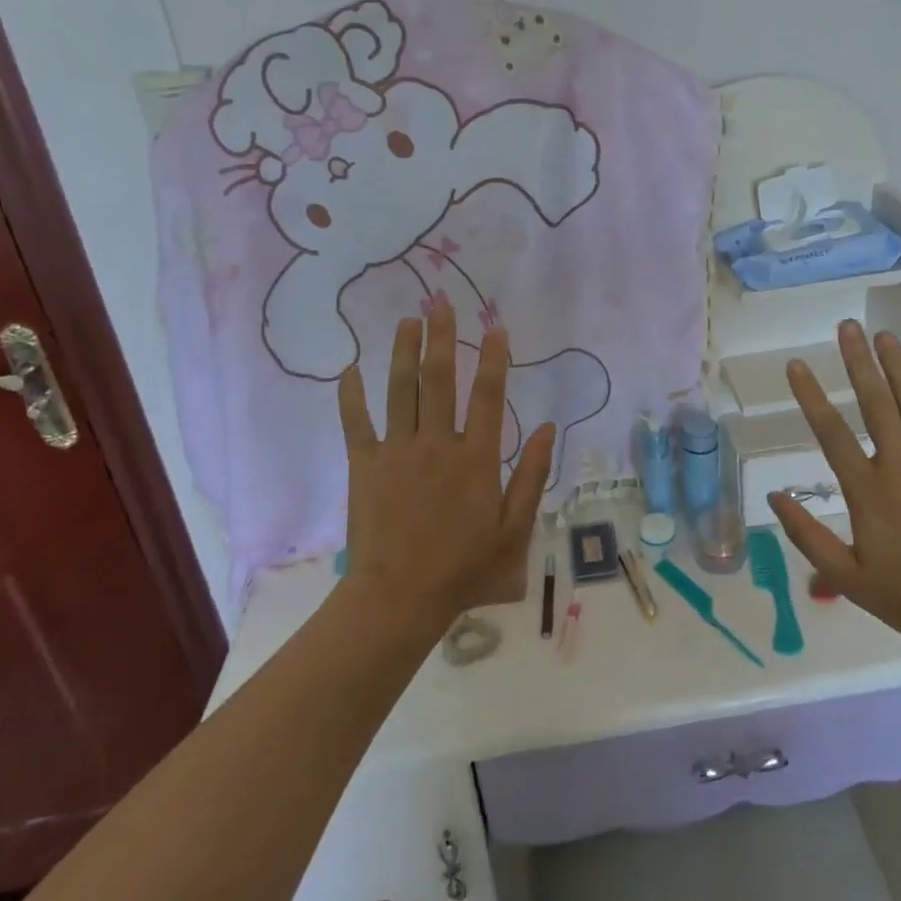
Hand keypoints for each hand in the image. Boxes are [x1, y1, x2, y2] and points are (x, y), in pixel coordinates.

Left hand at [338, 298, 554, 630]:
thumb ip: (533, 475)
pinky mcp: (365, 465)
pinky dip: (352, 395)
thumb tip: (550, 428)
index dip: (494, 358)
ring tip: (408, 320)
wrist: (399, 598)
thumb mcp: (514, 529)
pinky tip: (350, 368)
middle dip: (442, 337)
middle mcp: (437, 443)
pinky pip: (357, 422)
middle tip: (441, 302)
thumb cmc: (464, 567)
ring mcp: (397, 451)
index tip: (496, 327)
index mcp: (476, 458)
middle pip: (440, 380)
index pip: (489, 395)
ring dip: (403, 352)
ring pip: (400, 390)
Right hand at [768, 320, 900, 653]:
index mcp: (866, 490)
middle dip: (858, 362)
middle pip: (874, 403)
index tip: (796, 365)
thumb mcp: (846, 577)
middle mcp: (899, 465)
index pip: (831, 433)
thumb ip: (807, 536)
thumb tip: (774, 497)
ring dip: (896, 367)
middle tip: (846, 327)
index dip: (811, 396)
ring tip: (882, 335)